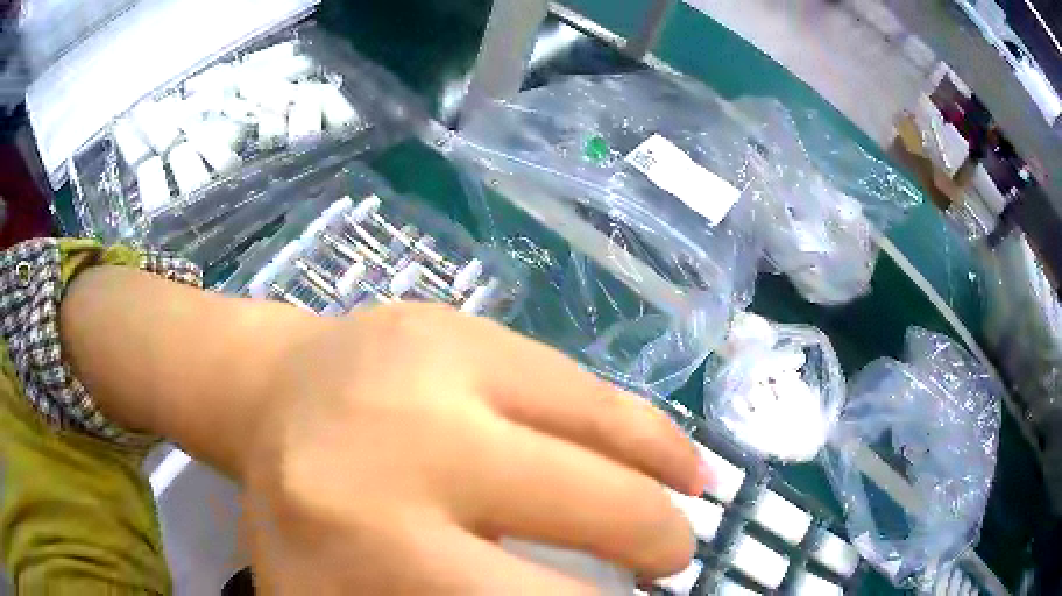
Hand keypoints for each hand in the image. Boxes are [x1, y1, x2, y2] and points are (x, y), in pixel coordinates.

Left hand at [239, 303, 709, 593]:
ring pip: (604, 436)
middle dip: (652, 550)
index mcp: (364, 543)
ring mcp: (438, 368)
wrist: (271, 398)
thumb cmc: (298, 516)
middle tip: (665, 570)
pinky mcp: (462, 325)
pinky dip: (644, 431)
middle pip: (592, 513)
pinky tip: (675, 461)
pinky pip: (585, 387)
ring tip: (688, 519)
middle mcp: (405, 450)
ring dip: (664, 489)